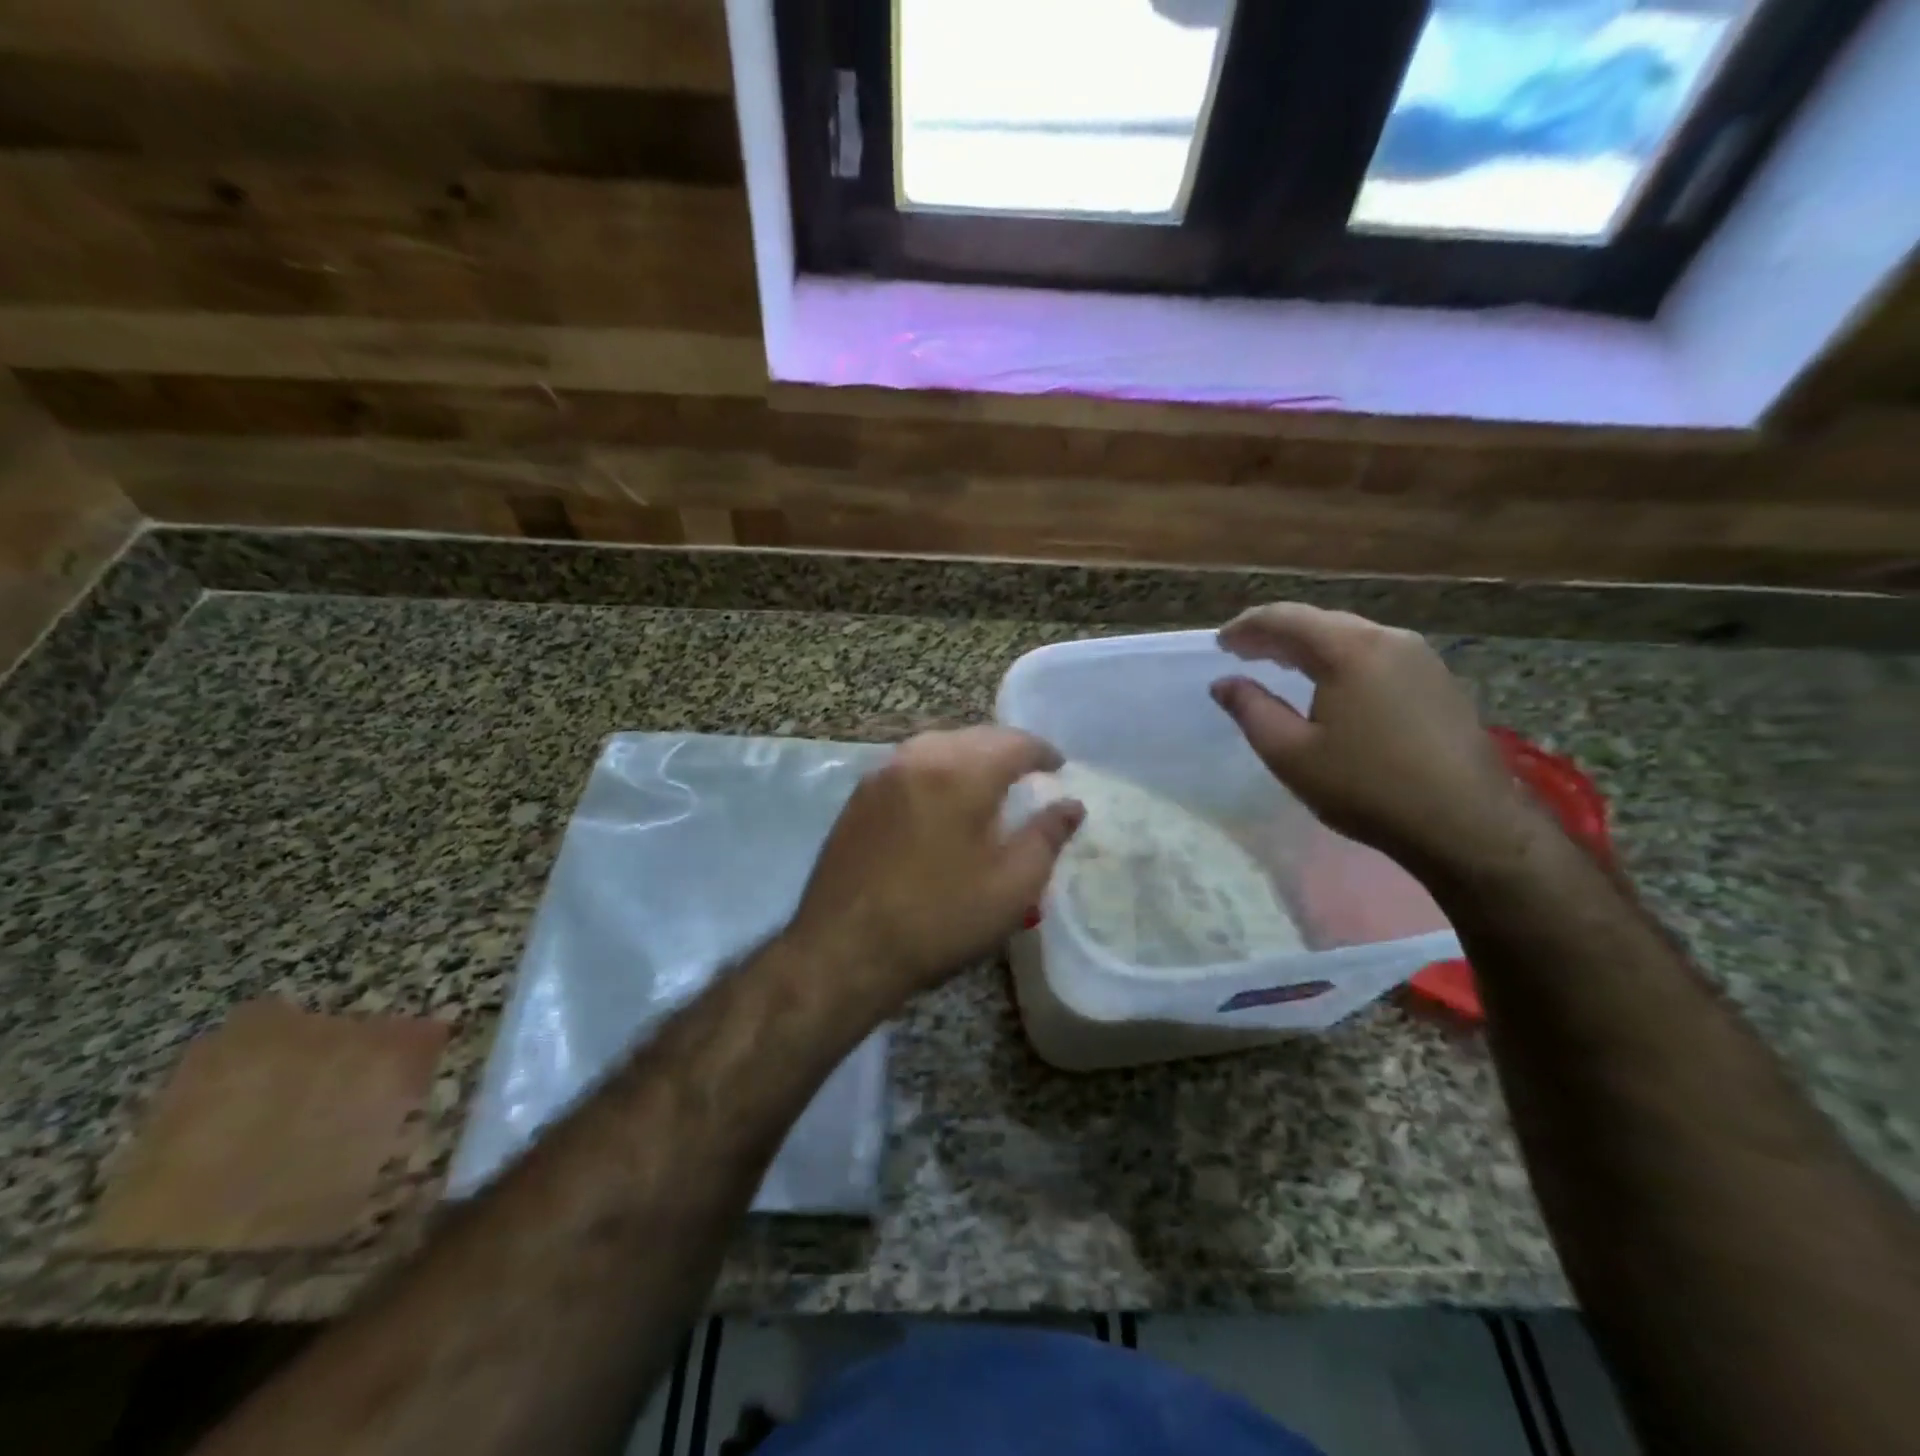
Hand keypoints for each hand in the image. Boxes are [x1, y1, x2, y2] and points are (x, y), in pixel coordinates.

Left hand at [788, 727, 1084, 1010]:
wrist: (844, 949)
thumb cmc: (939, 919)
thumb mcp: (1012, 886)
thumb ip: (1047, 836)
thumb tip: (1071, 805)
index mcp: (960, 772)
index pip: (1014, 743)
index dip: (1043, 752)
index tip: (1059, 767)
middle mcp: (918, 757)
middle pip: (974, 736)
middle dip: (1006, 749)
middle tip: (1028, 772)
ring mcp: (882, 774)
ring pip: (938, 745)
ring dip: (969, 755)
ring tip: (988, 781)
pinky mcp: (859, 796)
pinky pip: (910, 764)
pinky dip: (937, 768)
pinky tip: (942, 797)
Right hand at [1211, 604, 1531, 867]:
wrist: (1466, 825)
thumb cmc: (1366, 787)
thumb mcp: (1290, 753)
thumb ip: (1250, 709)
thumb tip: (1223, 682)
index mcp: (1349, 649)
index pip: (1285, 618)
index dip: (1246, 627)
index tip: (1220, 644)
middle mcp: (1389, 639)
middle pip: (1320, 621)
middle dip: (1277, 634)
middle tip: (1244, 652)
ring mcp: (1422, 658)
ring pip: (1351, 637)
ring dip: (1310, 646)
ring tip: (1280, 665)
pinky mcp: (1439, 681)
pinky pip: (1376, 655)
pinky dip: (1341, 660)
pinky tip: (1331, 685)